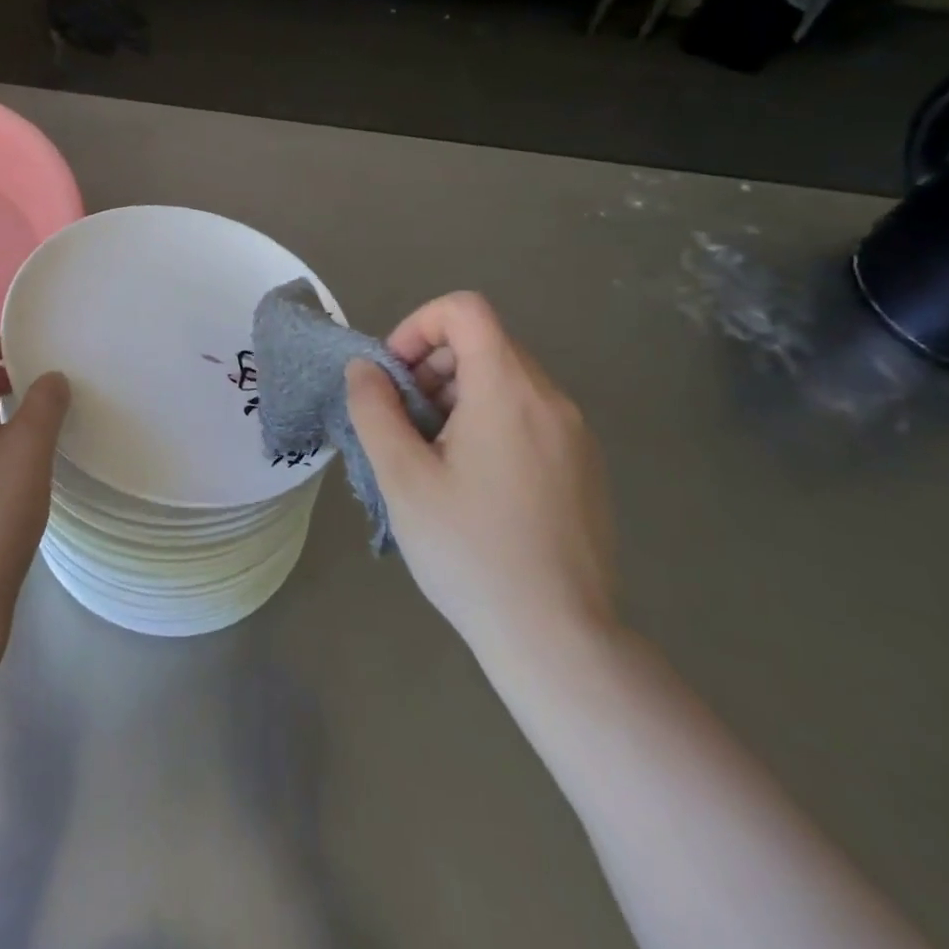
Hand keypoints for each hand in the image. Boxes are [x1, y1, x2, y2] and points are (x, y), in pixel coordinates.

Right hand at [345, 292, 616, 671]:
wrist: (560, 639)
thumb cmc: (470, 551)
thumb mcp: (402, 477)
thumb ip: (375, 409)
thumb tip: (364, 368)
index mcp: (509, 391)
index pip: (465, 310)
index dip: (418, 326)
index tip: (393, 376)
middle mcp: (551, 399)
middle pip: (485, 343)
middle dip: (432, 365)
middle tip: (403, 420)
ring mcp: (575, 434)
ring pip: (506, 379)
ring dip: (457, 395)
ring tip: (431, 455)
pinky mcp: (584, 466)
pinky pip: (529, 414)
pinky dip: (489, 420)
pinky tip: (470, 481)